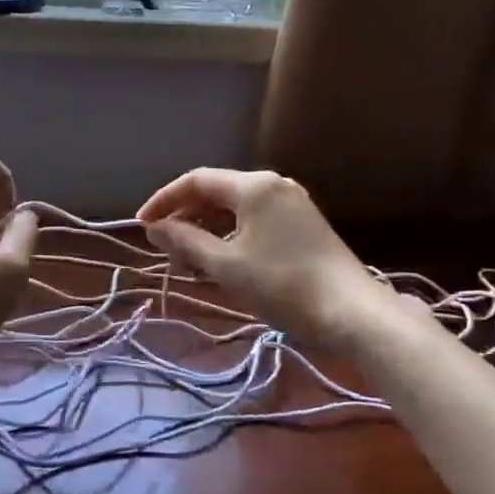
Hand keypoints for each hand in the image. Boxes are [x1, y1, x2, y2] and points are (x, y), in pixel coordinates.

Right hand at [137, 168, 399, 349]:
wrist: (352, 312)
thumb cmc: (282, 285)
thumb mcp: (225, 265)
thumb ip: (185, 241)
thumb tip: (155, 228)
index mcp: (254, 186)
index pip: (196, 180)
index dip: (164, 200)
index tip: (142, 225)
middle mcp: (274, 185)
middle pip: (216, 192)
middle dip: (185, 218)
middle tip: (165, 249)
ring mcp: (292, 204)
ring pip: (235, 209)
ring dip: (206, 230)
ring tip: (188, 262)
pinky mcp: (303, 225)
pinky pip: (255, 221)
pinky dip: (230, 236)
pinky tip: (220, 262)